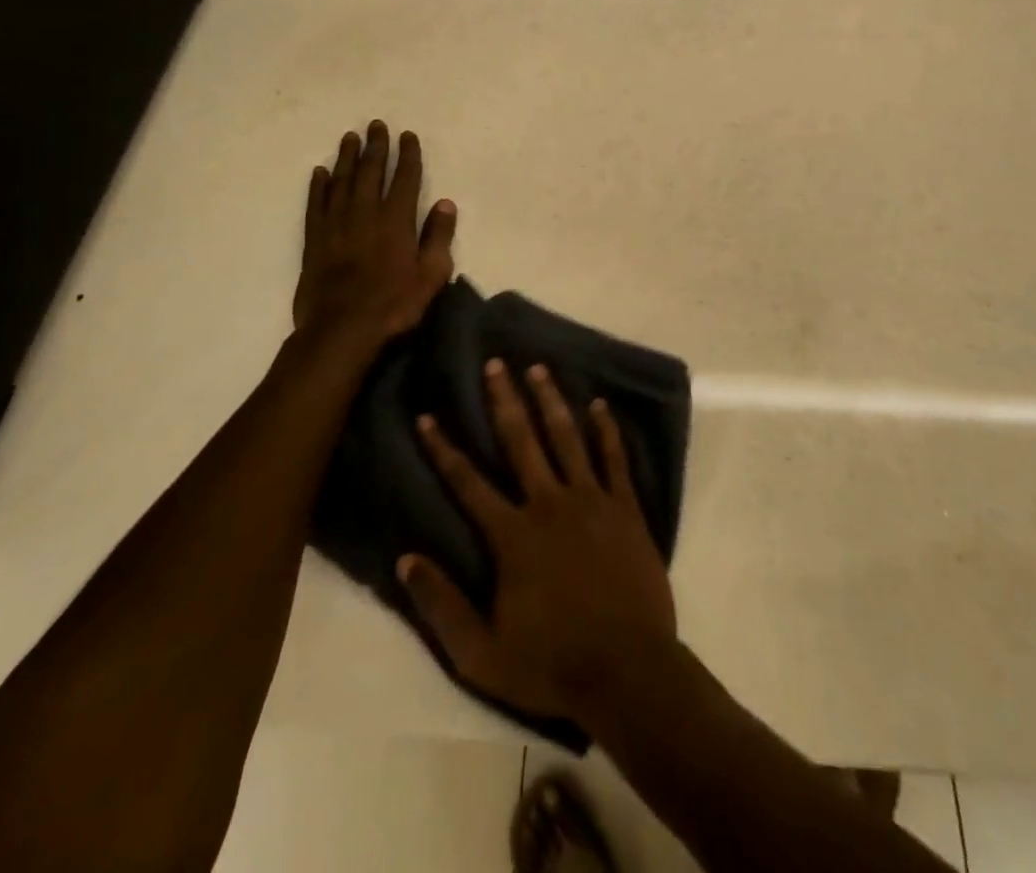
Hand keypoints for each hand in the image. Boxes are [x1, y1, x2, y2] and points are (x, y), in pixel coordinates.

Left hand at [291, 121, 456, 342]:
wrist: (342, 329)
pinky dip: (318, 186)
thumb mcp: (431, 275)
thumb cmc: (394, 305)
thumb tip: (446, 204)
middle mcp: (366, 213)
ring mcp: (336, 224)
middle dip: (376, 147)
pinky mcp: (315, 239)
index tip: (407, 136)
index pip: (406, 179)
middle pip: (371, 172)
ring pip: (342, 181)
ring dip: (347, 158)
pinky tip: (320, 172)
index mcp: (397, 221)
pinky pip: (316, 204)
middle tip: (376, 125)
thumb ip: (439, 238)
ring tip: (350, 138)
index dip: (408, 155)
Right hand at [397, 361, 677, 724]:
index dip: (444, 448)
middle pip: (521, 441)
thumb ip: (441, 605)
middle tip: (495, 363)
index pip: (468, 482)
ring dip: (551, 400)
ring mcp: (592, 501)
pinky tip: (600, 405)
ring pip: (567, 437)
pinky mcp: (626, 508)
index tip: (428, 416)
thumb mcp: (481, 653)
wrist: (629, 672)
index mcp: (513, 535)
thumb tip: (406, 557)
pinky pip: (614, 459)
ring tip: (539, 368)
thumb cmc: (552, 664)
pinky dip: (607, 430)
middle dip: (504, 400)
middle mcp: (549, 503)